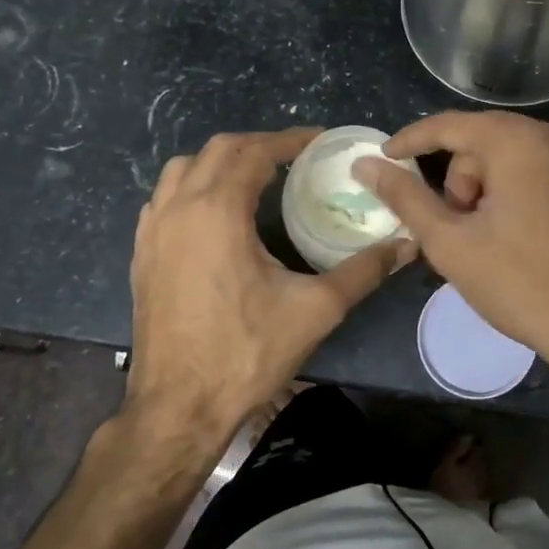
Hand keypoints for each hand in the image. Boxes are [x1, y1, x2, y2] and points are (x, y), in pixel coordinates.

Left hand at [129, 128, 413, 443]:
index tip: (318, 141)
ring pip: (182, 169)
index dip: (289, 140)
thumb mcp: (316, 309)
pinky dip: (191, 188)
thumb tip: (407, 246)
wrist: (178, 407)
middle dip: (256, 145)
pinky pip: (163, 199)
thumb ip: (364, 271)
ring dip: (219, 162)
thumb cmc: (246, 353)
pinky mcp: (141, 255)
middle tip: (293, 157)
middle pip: (217, 150)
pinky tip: (214, 214)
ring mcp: (153, 231)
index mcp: (218, 211)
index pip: (254, 152)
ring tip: (254, 178)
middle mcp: (179, 208)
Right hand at [352, 111, 548, 372]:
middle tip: (457, 227)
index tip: (385, 158)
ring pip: (518, 157)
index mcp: (518, 142)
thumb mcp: (451, 243)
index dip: (411, 140)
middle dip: (460, 179)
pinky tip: (525, 236)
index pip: (450, 126)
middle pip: (486, 143)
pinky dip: (525, 192)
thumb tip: (366, 165)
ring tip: (491, 237)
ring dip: (492, 188)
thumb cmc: (521, 283)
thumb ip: (405, 197)